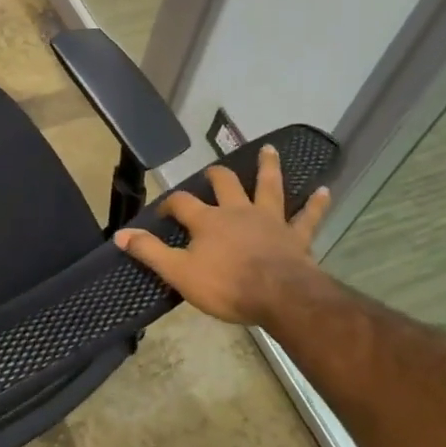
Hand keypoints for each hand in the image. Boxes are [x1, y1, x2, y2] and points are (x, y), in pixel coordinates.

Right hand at [114, 144, 333, 327]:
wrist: (280, 296)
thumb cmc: (227, 285)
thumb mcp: (179, 273)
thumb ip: (150, 252)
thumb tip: (120, 235)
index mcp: (208, 220)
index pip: (182, 202)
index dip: (170, 203)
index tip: (163, 211)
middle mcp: (237, 211)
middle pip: (225, 183)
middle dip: (216, 175)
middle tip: (212, 172)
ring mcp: (269, 220)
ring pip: (268, 186)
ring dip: (269, 167)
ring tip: (270, 150)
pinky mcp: (295, 235)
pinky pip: (307, 217)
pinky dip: (316, 204)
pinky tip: (325, 191)